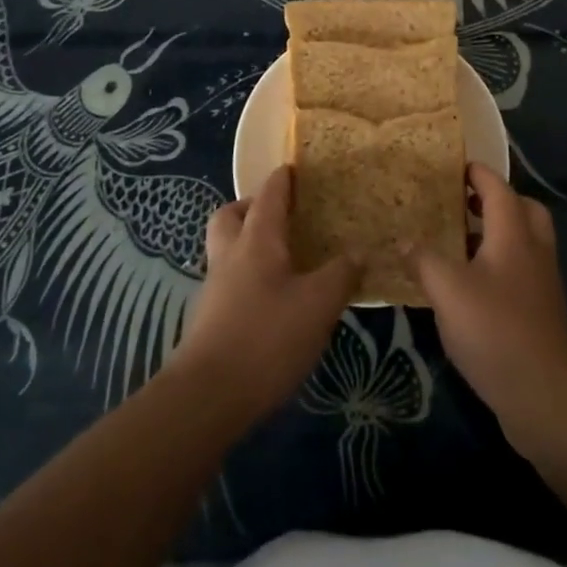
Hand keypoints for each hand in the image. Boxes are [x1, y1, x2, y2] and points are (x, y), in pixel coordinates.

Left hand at [172, 165, 357, 425]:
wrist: (207, 398)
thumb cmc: (266, 338)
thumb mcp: (318, 304)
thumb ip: (341, 274)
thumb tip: (359, 251)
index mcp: (257, 240)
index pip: (269, 195)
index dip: (283, 178)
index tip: (295, 167)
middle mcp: (230, 255)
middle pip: (231, 215)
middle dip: (251, 207)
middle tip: (281, 216)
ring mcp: (215, 289)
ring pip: (227, 249)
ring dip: (247, 244)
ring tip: (283, 259)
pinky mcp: (210, 320)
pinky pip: (229, 281)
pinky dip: (248, 278)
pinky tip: (273, 300)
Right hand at [411, 163, 566, 453]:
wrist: (547, 395)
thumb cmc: (496, 330)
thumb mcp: (448, 291)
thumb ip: (424, 260)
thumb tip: (404, 239)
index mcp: (513, 233)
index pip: (497, 187)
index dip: (477, 173)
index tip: (454, 166)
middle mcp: (533, 249)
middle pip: (521, 209)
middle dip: (494, 200)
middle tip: (462, 203)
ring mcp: (541, 282)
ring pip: (523, 241)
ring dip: (495, 233)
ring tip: (458, 242)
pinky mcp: (540, 311)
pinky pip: (520, 270)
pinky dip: (498, 264)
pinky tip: (469, 286)